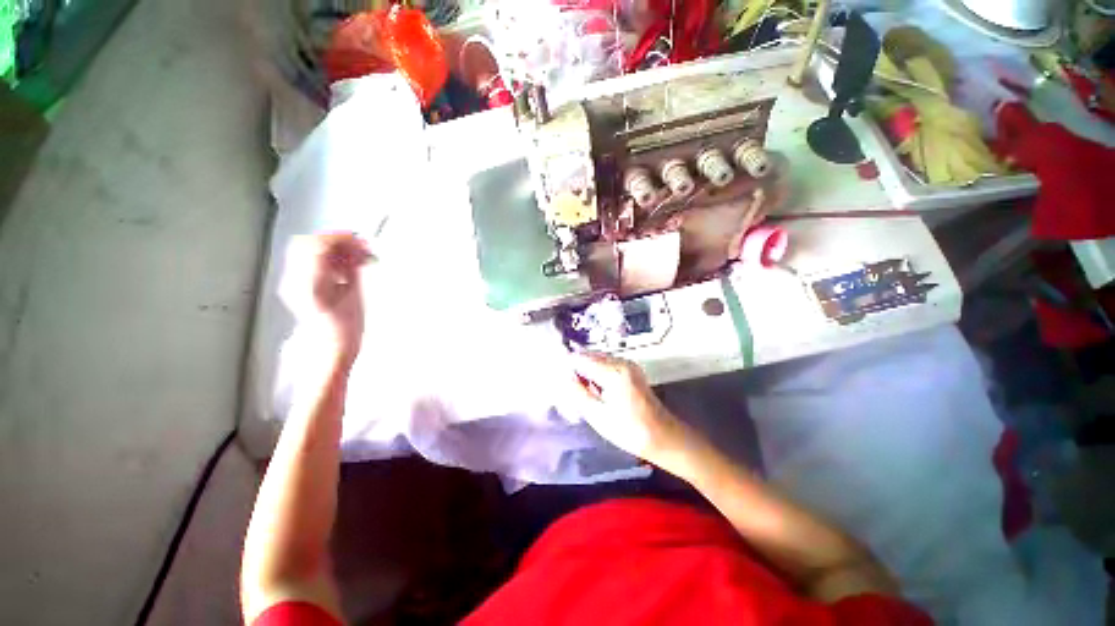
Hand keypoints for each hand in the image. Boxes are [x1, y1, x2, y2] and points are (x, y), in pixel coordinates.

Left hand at [283, 233, 371, 365]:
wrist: (329, 348)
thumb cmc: (346, 328)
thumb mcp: (354, 296)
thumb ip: (352, 268)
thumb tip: (356, 248)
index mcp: (310, 284)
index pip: (318, 246)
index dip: (340, 237)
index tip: (359, 239)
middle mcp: (294, 280)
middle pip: (307, 244)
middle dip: (335, 241)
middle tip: (358, 246)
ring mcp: (291, 282)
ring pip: (306, 251)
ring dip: (331, 249)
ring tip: (354, 257)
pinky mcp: (295, 284)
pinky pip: (307, 261)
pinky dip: (326, 258)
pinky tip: (342, 266)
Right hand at [568, 352, 689, 464]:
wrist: (663, 437)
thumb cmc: (629, 430)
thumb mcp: (597, 415)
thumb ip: (578, 392)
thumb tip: (564, 376)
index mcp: (613, 371)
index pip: (581, 358)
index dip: (567, 366)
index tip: (558, 378)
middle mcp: (621, 361)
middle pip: (590, 356)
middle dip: (576, 368)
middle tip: (567, 387)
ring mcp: (628, 364)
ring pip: (598, 359)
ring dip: (586, 370)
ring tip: (580, 390)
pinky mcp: (631, 370)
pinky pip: (607, 364)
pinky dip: (597, 372)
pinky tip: (595, 389)